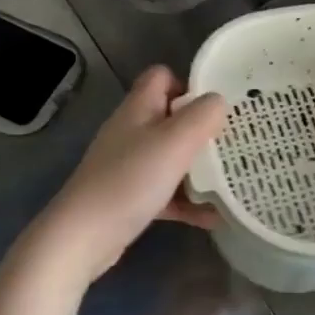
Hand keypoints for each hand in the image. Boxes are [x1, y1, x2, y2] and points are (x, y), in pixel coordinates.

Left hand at [29, 67, 227, 284]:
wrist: (82, 237)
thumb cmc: (130, 180)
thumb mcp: (175, 141)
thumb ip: (203, 116)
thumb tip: (219, 101)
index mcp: (138, 109)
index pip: (162, 77)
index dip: (189, 84)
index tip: (217, 105)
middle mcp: (132, 132)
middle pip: (171, 117)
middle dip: (203, 128)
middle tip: (232, 141)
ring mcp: (128, 166)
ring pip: (171, 156)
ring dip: (199, 168)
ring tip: (230, 179)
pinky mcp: (130, 197)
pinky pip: (167, 192)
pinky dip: (188, 201)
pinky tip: (213, 216)